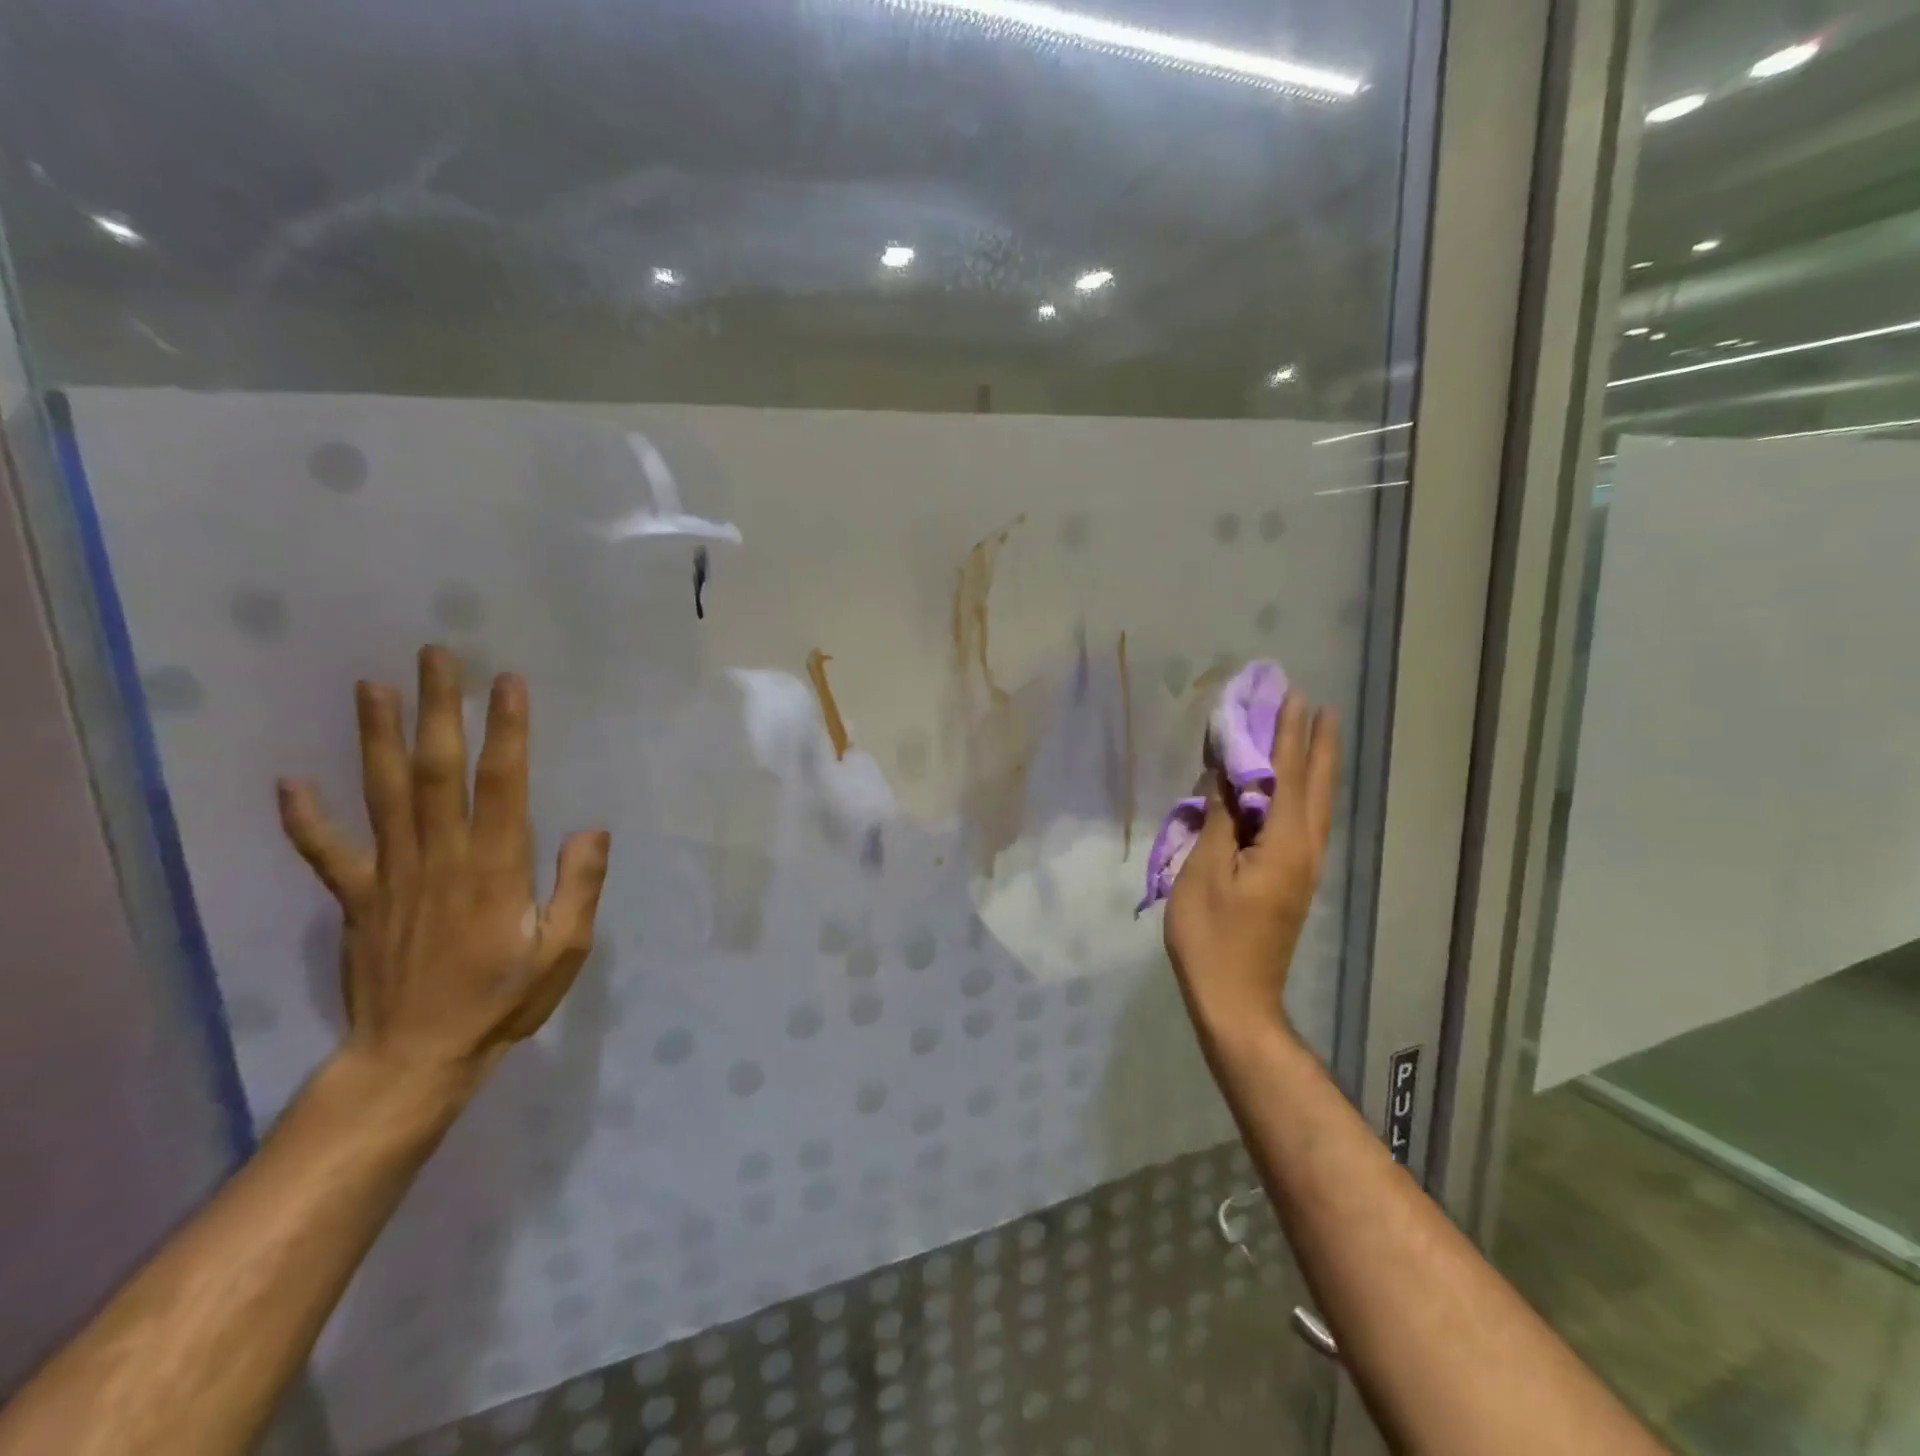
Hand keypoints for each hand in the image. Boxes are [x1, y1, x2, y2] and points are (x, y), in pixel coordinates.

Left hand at [277, 645, 610, 1092]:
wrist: (416, 1057)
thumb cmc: (502, 1000)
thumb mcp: (564, 951)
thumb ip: (579, 887)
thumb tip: (592, 828)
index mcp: (495, 868)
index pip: (501, 784)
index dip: (506, 731)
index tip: (507, 682)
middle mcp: (440, 858)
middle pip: (436, 771)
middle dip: (438, 710)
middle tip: (436, 656)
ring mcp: (391, 876)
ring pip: (383, 794)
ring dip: (377, 738)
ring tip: (372, 686)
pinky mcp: (357, 900)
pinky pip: (327, 853)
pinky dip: (306, 818)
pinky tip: (290, 781)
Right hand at [1164, 692, 1338, 1039]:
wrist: (1237, 1000)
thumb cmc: (1212, 936)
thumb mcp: (1203, 872)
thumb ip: (1218, 818)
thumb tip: (1225, 773)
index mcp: (1284, 844)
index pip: (1288, 776)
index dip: (1288, 735)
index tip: (1294, 697)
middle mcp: (1306, 850)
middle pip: (1316, 787)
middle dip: (1317, 743)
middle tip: (1317, 706)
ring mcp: (1305, 868)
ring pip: (1317, 806)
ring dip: (1316, 766)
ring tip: (1313, 734)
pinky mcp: (1295, 881)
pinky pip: (1306, 823)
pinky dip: (1304, 793)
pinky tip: (1295, 788)